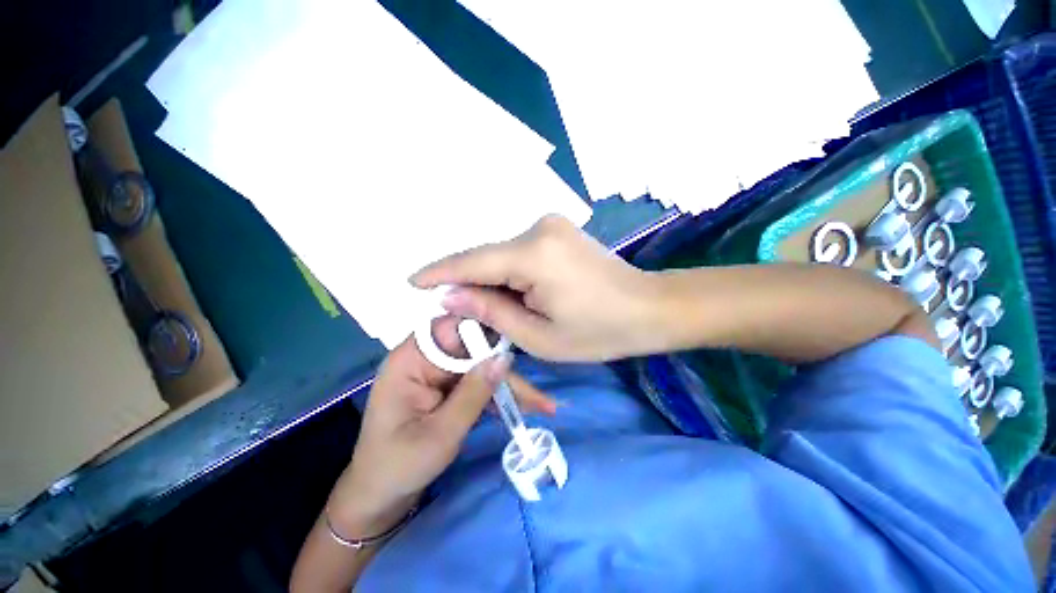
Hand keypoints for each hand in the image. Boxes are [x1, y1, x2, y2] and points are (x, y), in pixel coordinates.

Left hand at [327, 317, 553, 536]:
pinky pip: (478, 382)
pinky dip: (498, 395)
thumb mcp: (441, 433)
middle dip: (505, 369)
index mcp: (410, 359)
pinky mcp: (448, 388)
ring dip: (508, 386)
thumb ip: (474, 393)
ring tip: (540, 405)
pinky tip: (522, 407)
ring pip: (481, 367)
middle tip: (538, 394)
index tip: (516, 336)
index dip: (483, 328)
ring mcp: (438, 374)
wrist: (380, 499)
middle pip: (473, 349)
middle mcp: (425, 359)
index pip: (450, 327)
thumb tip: (505, 358)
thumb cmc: (399, 468)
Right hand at [411, 215, 658, 361]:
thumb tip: (450, 295)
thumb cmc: (600, 332)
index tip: (412, 281)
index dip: (440, 272)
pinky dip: (509, 273)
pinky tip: (513, 294)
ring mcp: (550, 225)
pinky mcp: (557, 231)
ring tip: (490, 310)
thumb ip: (491, 312)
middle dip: (469, 284)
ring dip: (491, 281)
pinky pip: (519, 253)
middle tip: (457, 312)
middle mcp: (539, 228)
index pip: (473, 262)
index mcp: (534, 254)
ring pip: (502, 256)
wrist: (649, 308)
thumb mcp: (539, 336)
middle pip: (487, 258)